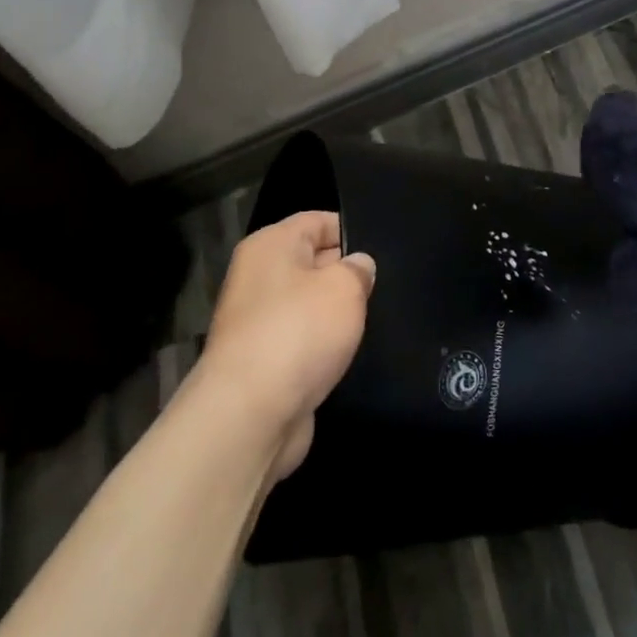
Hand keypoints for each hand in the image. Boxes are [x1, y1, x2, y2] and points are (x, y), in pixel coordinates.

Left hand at [196, 211, 375, 480]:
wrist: (249, 415)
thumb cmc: (298, 332)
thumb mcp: (344, 287)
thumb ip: (358, 269)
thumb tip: (359, 266)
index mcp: (270, 246)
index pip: (317, 221)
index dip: (352, 231)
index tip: (385, 249)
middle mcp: (258, 277)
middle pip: (312, 262)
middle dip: (347, 274)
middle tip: (388, 285)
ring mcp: (257, 322)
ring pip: (309, 305)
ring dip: (337, 315)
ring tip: (376, 318)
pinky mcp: (263, 362)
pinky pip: (302, 341)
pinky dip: (324, 347)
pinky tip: (351, 353)